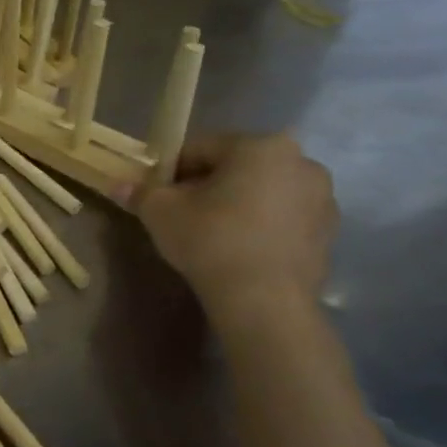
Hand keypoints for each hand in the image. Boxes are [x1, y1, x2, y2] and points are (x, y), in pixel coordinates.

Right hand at [124, 134, 336, 315]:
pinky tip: (238, 248)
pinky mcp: (328, 232)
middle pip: (236, 167)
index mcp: (261, 146)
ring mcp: (323, 198)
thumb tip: (118, 185)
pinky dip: (260, 224)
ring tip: (210, 232)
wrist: (264, 299)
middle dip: (206, 184)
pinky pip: (282, 216)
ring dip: (236, 203)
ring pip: (262, 191)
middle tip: (180, 212)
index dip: (171, 169)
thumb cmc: (210, 239)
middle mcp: (301, 162)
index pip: (201, 148)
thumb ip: (140, 192)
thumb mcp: (160, 212)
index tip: (156, 193)